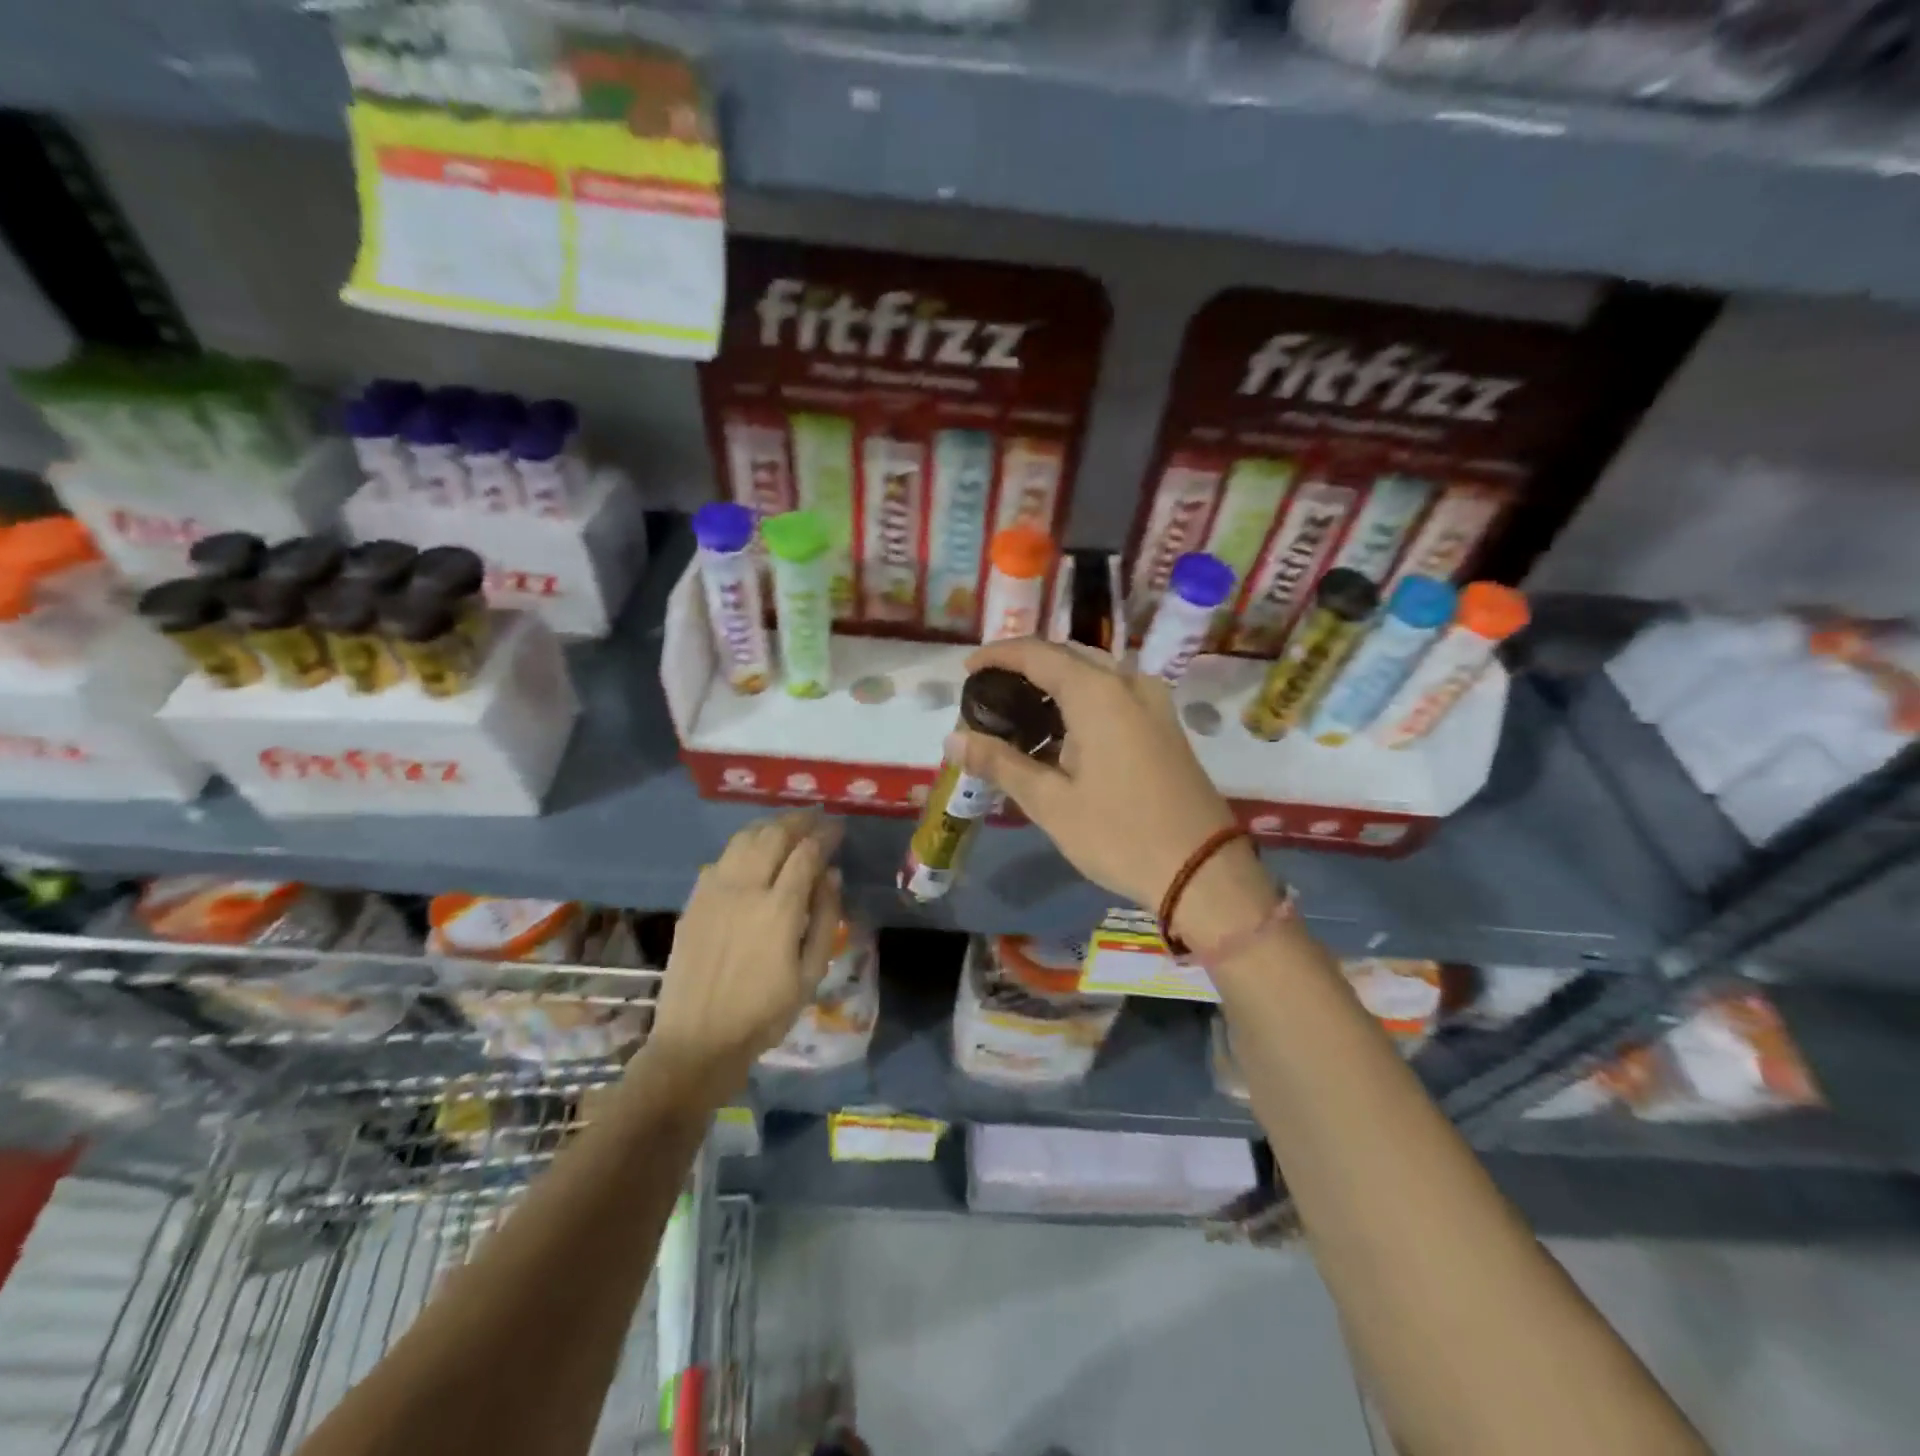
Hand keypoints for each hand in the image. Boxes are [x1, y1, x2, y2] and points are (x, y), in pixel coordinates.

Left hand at [647, 812, 842, 1094]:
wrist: (697, 1041)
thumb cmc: (763, 1014)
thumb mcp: (810, 974)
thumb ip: (825, 919)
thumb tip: (832, 875)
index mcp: (778, 909)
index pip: (806, 853)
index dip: (826, 835)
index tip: (838, 828)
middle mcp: (745, 889)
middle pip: (774, 835)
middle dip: (799, 820)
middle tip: (816, 817)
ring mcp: (714, 892)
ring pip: (743, 839)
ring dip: (769, 826)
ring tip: (787, 826)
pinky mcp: (694, 901)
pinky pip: (720, 859)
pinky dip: (742, 847)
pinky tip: (752, 854)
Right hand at [948, 639, 1276, 947]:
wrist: (1202, 870)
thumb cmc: (1119, 834)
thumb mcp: (1050, 803)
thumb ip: (1000, 763)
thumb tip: (952, 740)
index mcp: (1098, 692)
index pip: (1037, 653)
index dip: (998, 655)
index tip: (967, 669)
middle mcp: (1129, 683)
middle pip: (1068, 655)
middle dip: (1027, 665)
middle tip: (992, 692)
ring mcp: (1154, 702)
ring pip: (1095, 672)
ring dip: (1056, 682)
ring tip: (1021, 712)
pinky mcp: (1165, 725)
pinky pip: (1116, 692)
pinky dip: (1083, 698)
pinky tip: (1063, 732)